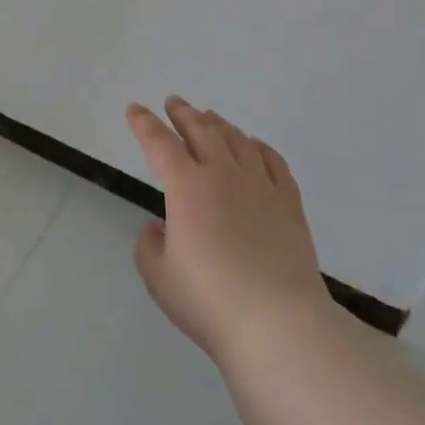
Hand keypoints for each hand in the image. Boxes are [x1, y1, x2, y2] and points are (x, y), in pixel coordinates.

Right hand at [126, 98, 329, 366]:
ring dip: (219, 124)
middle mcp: (223, 174)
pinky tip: (254, 145)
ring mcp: (260, 185)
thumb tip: (160, 227)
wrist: (278, 322)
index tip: (135, 109)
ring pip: (237, 140)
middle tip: (174, 102)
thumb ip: (150, 246)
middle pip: (201, 131)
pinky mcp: (289, 202)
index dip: (144, 124)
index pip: (160, 144)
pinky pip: (273, 161)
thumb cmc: (209, 300)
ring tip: (209, 116)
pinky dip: (258, 146)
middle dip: (183, 114)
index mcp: (187, 187)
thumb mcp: (159, 277)